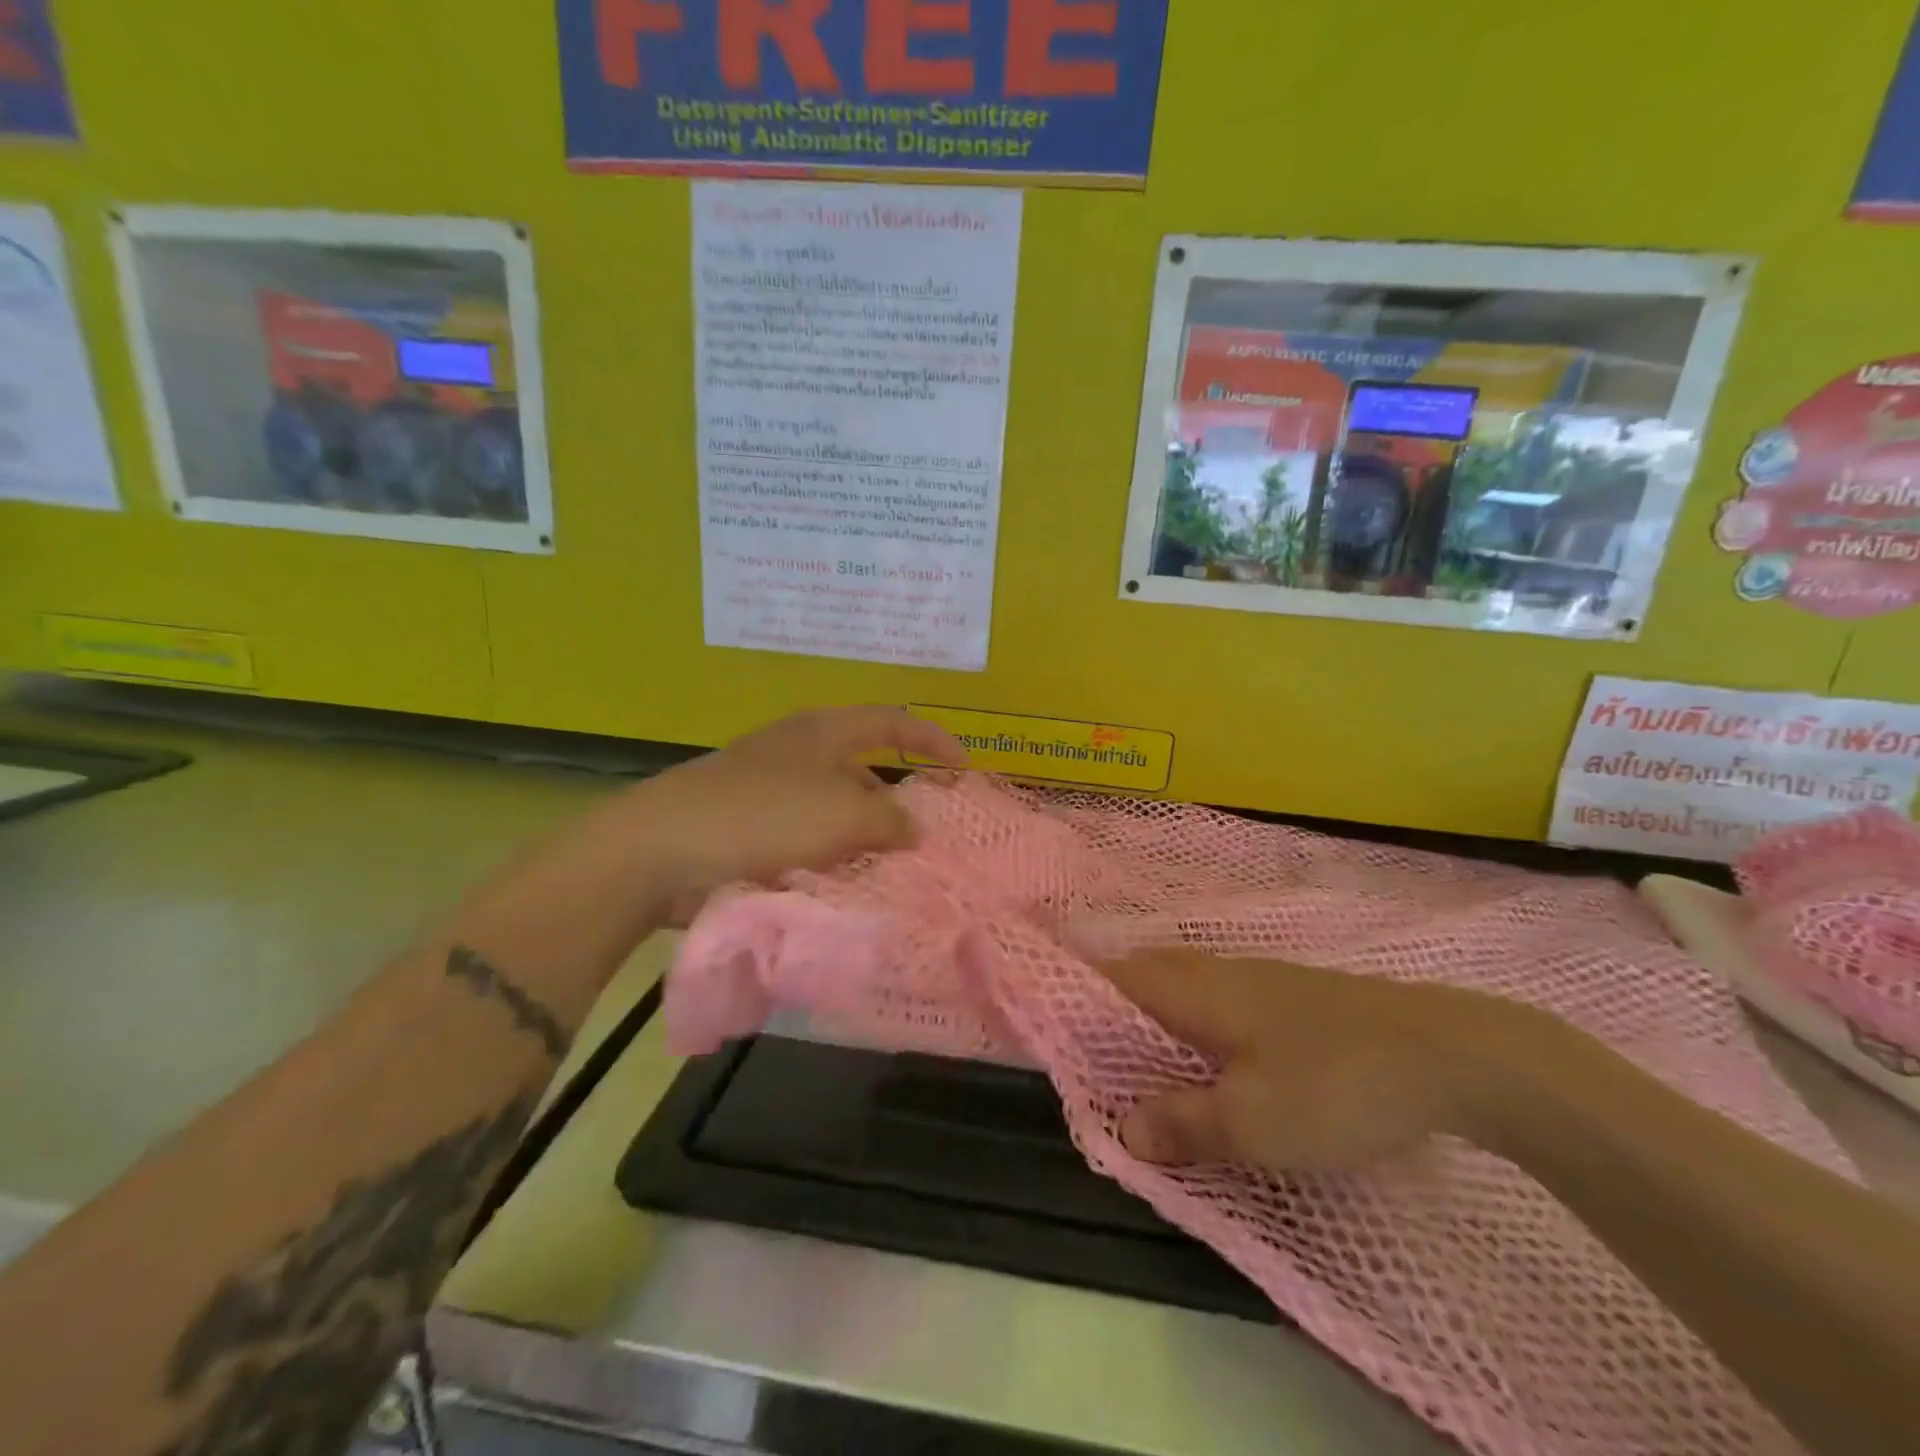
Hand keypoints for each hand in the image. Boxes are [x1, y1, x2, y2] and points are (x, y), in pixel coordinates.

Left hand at [606, 705, 966, 923]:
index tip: (964, 771)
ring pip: (837, 815)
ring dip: (865, 842)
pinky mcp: (750, 832)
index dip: (933, 739)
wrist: (660, 851)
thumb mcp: (843, 813)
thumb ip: (891, 820)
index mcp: (824, 732)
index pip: (892, 721)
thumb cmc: (763, 815)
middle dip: (898, 805)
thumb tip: (914, 828)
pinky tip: (848, 891)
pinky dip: (831, 863)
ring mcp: (772, 793)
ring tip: (895, 878)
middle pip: (865, 773)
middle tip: (929, 844)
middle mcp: (800, 755)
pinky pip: (808, 844)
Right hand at [1101, 950, 1553, 1172]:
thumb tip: (1123, 1128)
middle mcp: (1218, 970)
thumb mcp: (1253, 1123)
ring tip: (1142, 1055)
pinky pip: (1219, 994)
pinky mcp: (1293, 994)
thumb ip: (1183, 1124)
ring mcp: (1260, 977)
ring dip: (1155, 1009)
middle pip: (1146, 972)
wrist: (1449, 1053)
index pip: (1115, 976)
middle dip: (1112, 1001)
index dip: (1078, 992)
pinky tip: (1214, 1053)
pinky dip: (1194, 1016)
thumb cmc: (1334, 1085)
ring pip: (1185, 982)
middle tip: (1092, 1046)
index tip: (1053, 1022)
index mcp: (1195, 990)